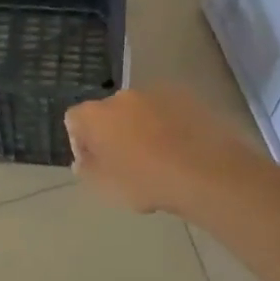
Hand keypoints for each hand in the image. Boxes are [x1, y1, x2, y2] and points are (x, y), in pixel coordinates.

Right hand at [65, 87, 254, 214]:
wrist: (205, 172)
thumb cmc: (146, 181)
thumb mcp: (106, 187)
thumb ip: (87, 170)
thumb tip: (83, 160)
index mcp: (97, 115)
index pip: (74, 119)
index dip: (80, 141)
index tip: (94, 162)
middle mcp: (123, 96)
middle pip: (108, 112)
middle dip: (112, 133)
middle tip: (125, 162)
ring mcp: (157, 94)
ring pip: (140, 110)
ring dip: (141, 128)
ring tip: (158, 157)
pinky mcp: (187, 98)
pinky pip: (167, 111)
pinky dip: (168, 126)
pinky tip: (180, 150)